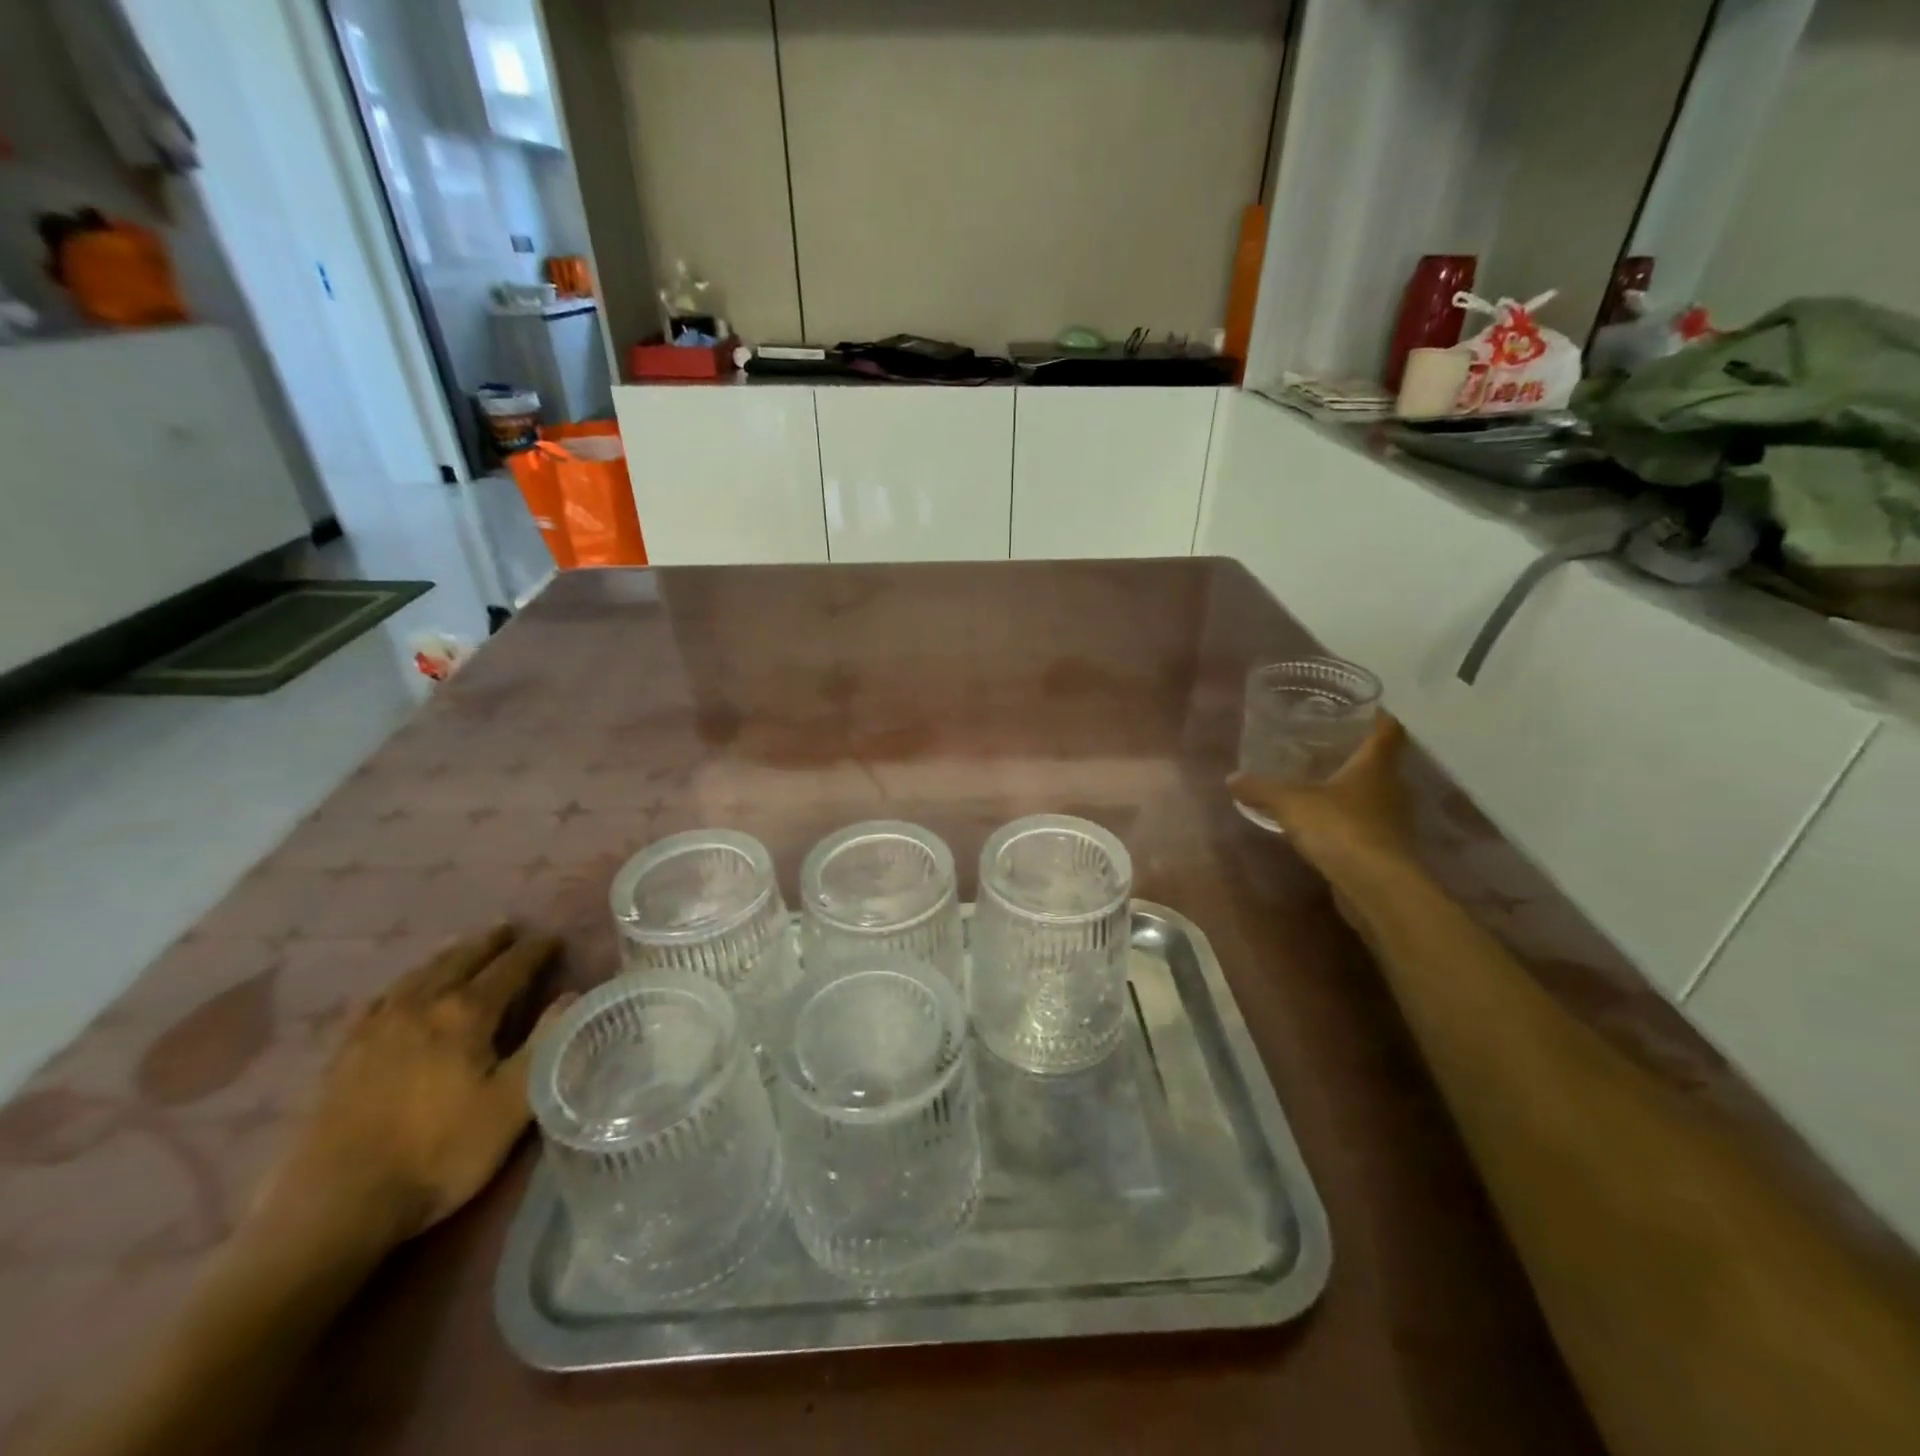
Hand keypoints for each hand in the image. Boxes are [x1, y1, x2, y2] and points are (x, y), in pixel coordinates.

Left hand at [258, 925, 574, 1249]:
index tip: (555, 939)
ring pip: (420, 973)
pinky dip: (404, 983)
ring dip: (449, 955)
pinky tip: (403, 990)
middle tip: (511, 930)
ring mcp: (376, 1028)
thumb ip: (547, 1043)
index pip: (510, 967)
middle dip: (490, 943)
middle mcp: (421, 1006)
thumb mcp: (514, 1102)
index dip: (536, 951)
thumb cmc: (441, 1153)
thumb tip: (571, 996)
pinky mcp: (344, 1054)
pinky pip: (380, 1000)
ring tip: (465, 948)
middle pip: (462, 960)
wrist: (337, 1206)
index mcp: (466, 1014)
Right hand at [1229, 714, 1415, 877]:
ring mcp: (1392, 822)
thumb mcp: (1290, 802)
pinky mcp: (1386, 850)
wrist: (1375, 886)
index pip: (1388, 731)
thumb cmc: (1339, 827)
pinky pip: (1366, 825)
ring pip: (1373, 796)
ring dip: (1351, 790)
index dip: (1378, 717)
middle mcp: (1391, 789)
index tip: (1360, 709)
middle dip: (1357, 754)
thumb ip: (1260, 788)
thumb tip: (1232, 779)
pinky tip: (1322, 824)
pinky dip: (1347, 820)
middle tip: (1325, 746)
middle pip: (1381, 764)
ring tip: (1318, 784)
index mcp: (1375, 766)